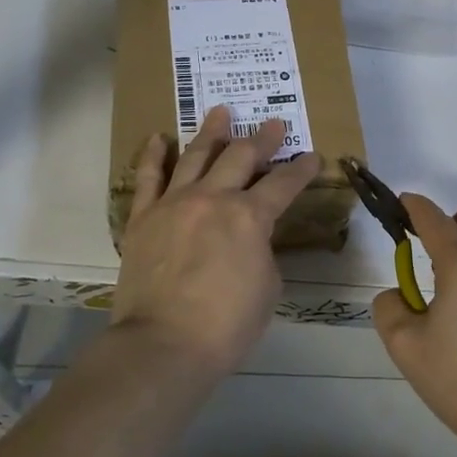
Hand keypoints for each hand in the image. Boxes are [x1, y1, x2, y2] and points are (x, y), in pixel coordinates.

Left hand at [113, 104, 321, 377]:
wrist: (163, 344)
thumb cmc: (226, 325)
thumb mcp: (267, 287)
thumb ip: (261, 250)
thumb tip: (249, 239)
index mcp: (250, 217)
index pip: (284, 184)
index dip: (302, 169)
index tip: (313, 156)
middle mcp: (213, 198)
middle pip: (241, 157)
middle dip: (261, 139)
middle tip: (273, 124)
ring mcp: (174, 203)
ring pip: (195, 156)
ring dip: (212, 132)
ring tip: (221, 112)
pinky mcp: (143, 217)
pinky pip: (148, 178)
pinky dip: (154, 155)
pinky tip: (159, 138)